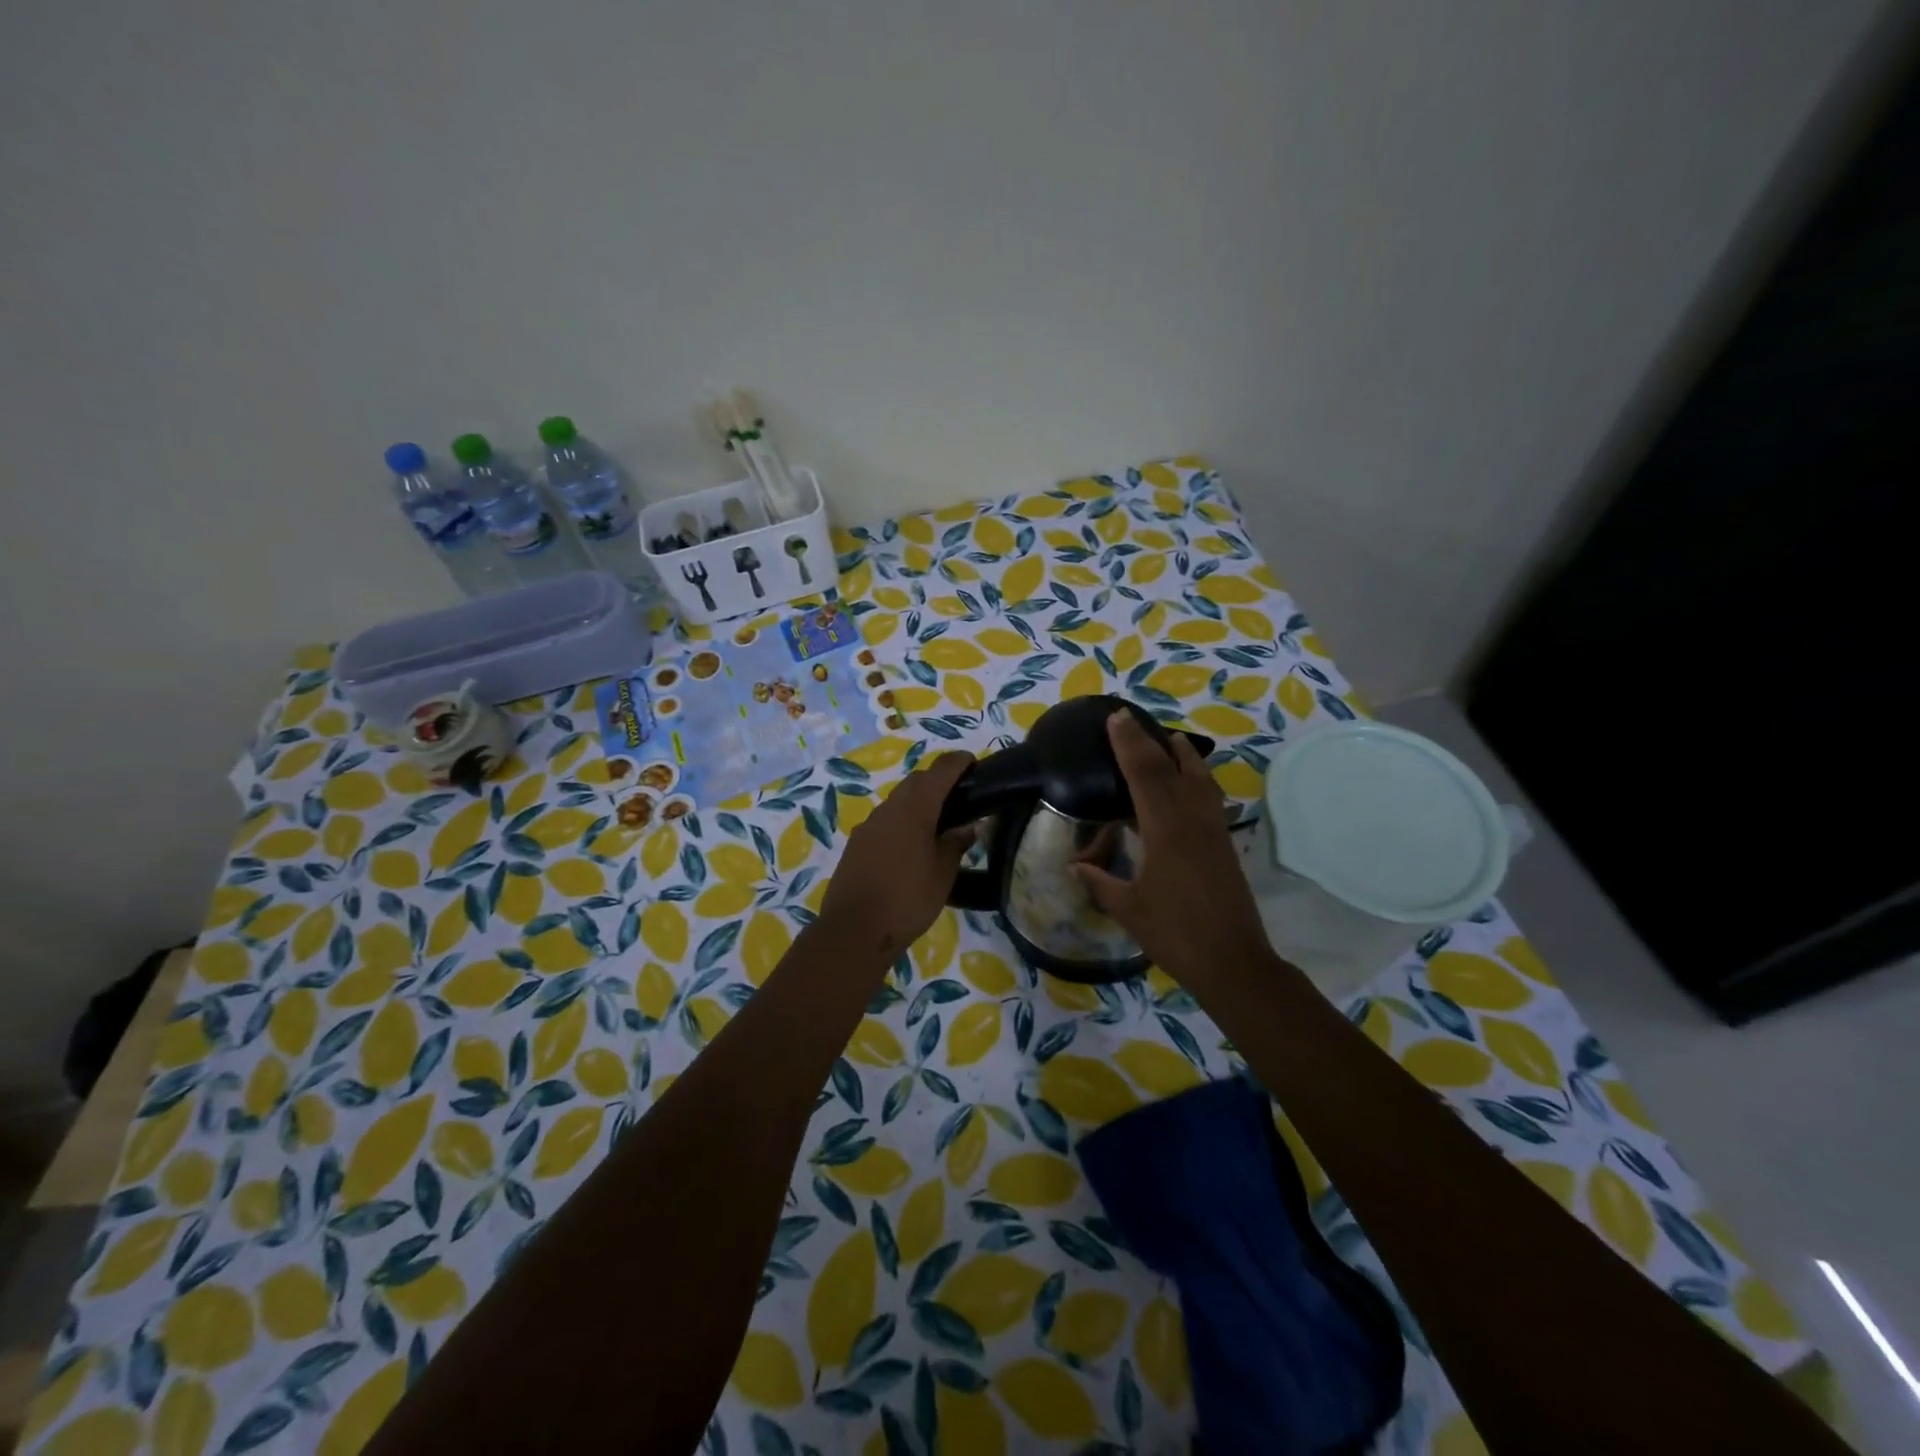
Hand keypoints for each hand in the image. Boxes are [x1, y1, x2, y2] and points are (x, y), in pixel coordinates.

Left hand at [820, 751, 975, 962]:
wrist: (854, 929)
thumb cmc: (907, 899)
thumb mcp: (943, 874)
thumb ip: (956, 844)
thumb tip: (969, 826)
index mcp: (914, 809)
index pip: (939, 772)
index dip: (957, 762)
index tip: (972, 761)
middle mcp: (889, 808)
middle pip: (916, 781)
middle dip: (937, 779)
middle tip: (959, 794)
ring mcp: (869, 825)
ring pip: (898, 800)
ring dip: (918, 800)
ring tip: (938, 820)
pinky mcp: (857, 843)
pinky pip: (885, 820)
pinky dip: (902, 820)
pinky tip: (911, 843)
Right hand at [1073, 712, 1273, 988]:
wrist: (1232, 960)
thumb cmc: (1175, 934)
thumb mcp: (1128, 909)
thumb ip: (1100, 882)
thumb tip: (1076, 865)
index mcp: (1165, 830)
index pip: (1144, 774)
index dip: (1129, 744)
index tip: (1116, 718)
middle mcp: (1192, 820)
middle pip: (1172, 767)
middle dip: (1149, 740)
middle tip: (1131, 718)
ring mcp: (1213, 829)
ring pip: (1200, 777)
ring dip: (1182, 754)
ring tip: (1168, 739)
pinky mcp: (1224, 842)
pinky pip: (1210, 796)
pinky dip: (1197, 777)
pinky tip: (1189, 781)